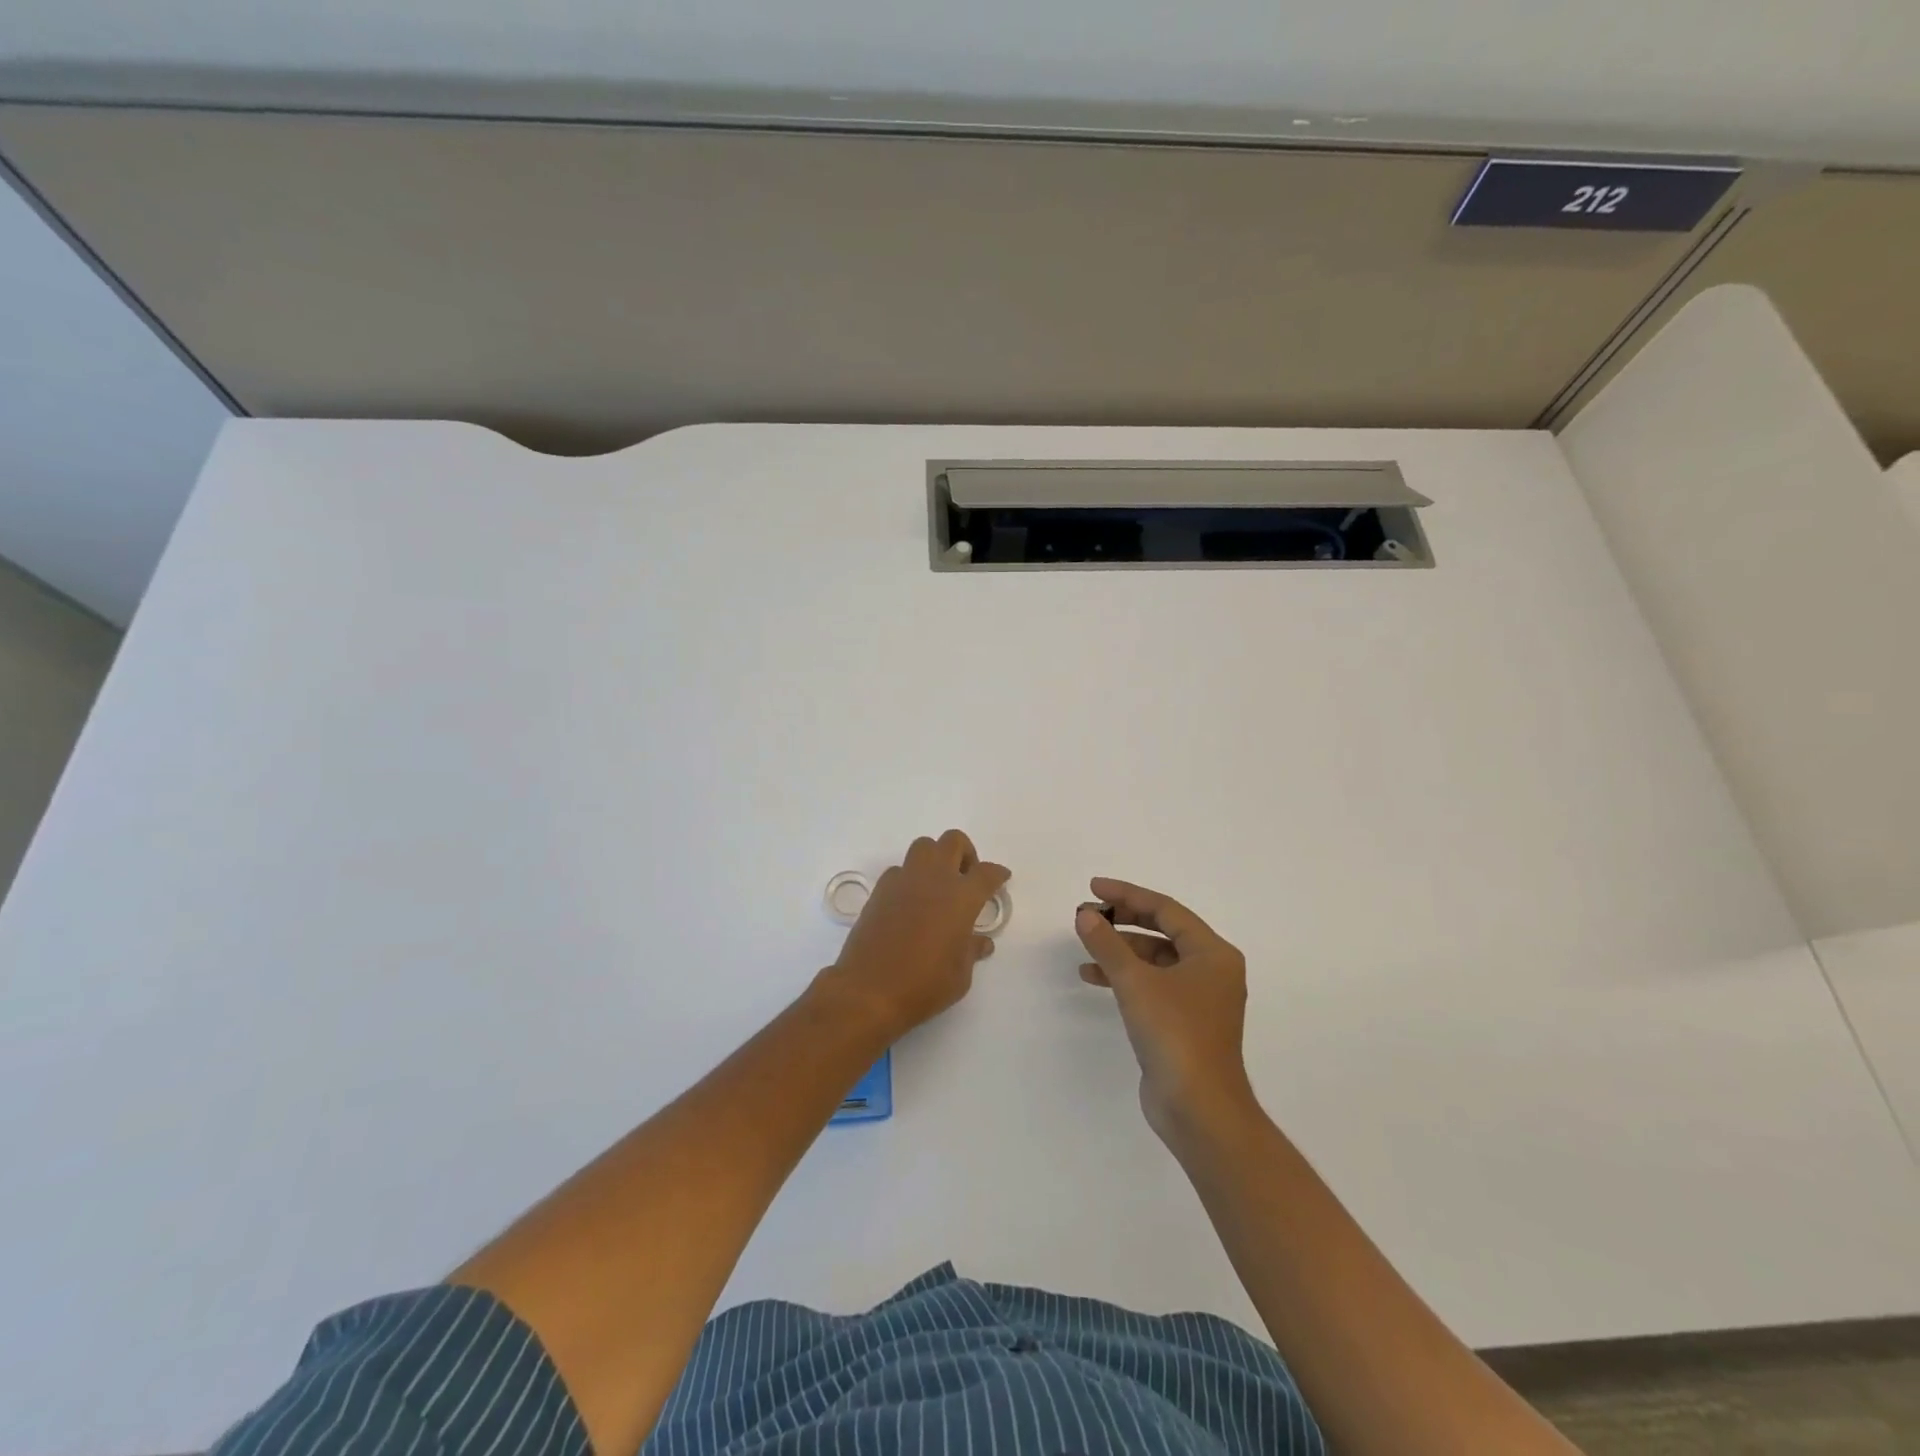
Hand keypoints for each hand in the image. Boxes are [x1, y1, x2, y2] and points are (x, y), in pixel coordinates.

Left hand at [826, 830, 1009, 1038]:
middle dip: (965, 853)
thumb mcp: (960, 976)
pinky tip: (911, 902)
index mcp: (961, 897)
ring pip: (924, 846)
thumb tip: (980, 942)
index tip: (1001, 878)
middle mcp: (934, 879)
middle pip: (953, 841)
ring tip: (938, 886)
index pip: (987, 872)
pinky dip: (910, 877)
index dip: (997, 873)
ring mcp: (903, 880)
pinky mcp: (880, 890)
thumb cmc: (923, 985)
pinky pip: (900, 870)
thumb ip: (972, 951)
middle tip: (966, 878)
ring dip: (936, 858)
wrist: (868, 991)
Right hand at [1075, 877, 1257, 1145]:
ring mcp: (1200, 998)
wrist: (1199, 1110)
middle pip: (1162, 931)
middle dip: (1122, 921)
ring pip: (1155, 959)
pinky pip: (1153, 984)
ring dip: (1120, 950)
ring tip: (1085, 946)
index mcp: (1212, 953)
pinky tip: (1095, 978)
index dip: (1127, 894)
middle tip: (1086, 915)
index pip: (1166, 909)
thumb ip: (1108, 944)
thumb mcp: (1136, 983)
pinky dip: (1126, 977)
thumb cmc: (1175, 1034)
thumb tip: (1085, 915)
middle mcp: (1211, 970)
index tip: (1093, 888)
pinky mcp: (1185, 1022)